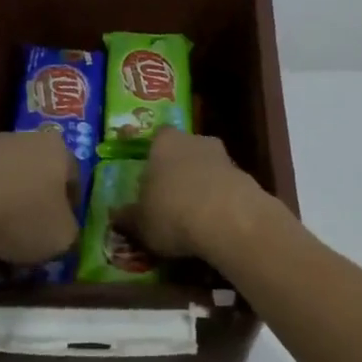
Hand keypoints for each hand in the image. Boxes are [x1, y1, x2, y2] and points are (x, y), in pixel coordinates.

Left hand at [0, 132, 81, 263]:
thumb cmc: (19, 216)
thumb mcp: (61, 237)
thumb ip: (69, 231)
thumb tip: (62, 229)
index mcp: (57, 150)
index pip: (73, 179)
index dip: (70, 208)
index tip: (60, 231)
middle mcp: (24, 138)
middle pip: (36, 174)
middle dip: (33, 201)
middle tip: (28, 233)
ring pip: (2, 177)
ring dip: (2, 201)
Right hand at [114, 129, 277, 259]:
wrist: (229, 220)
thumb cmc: (172, 213)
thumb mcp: (140, 223)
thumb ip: (128, 217)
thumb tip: (115, 215)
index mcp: (164, 142)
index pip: (156, 138)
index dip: (152, 156)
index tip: (148, 176)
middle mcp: (195, 141)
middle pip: (184, 151)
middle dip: (178, 170)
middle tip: (169, 196)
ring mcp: (224, 157)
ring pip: (207, 168)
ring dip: (201, 185)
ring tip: (192, 215)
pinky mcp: (246, 178)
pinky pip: (226, 187)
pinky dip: (220, 200)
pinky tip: (214, 223)